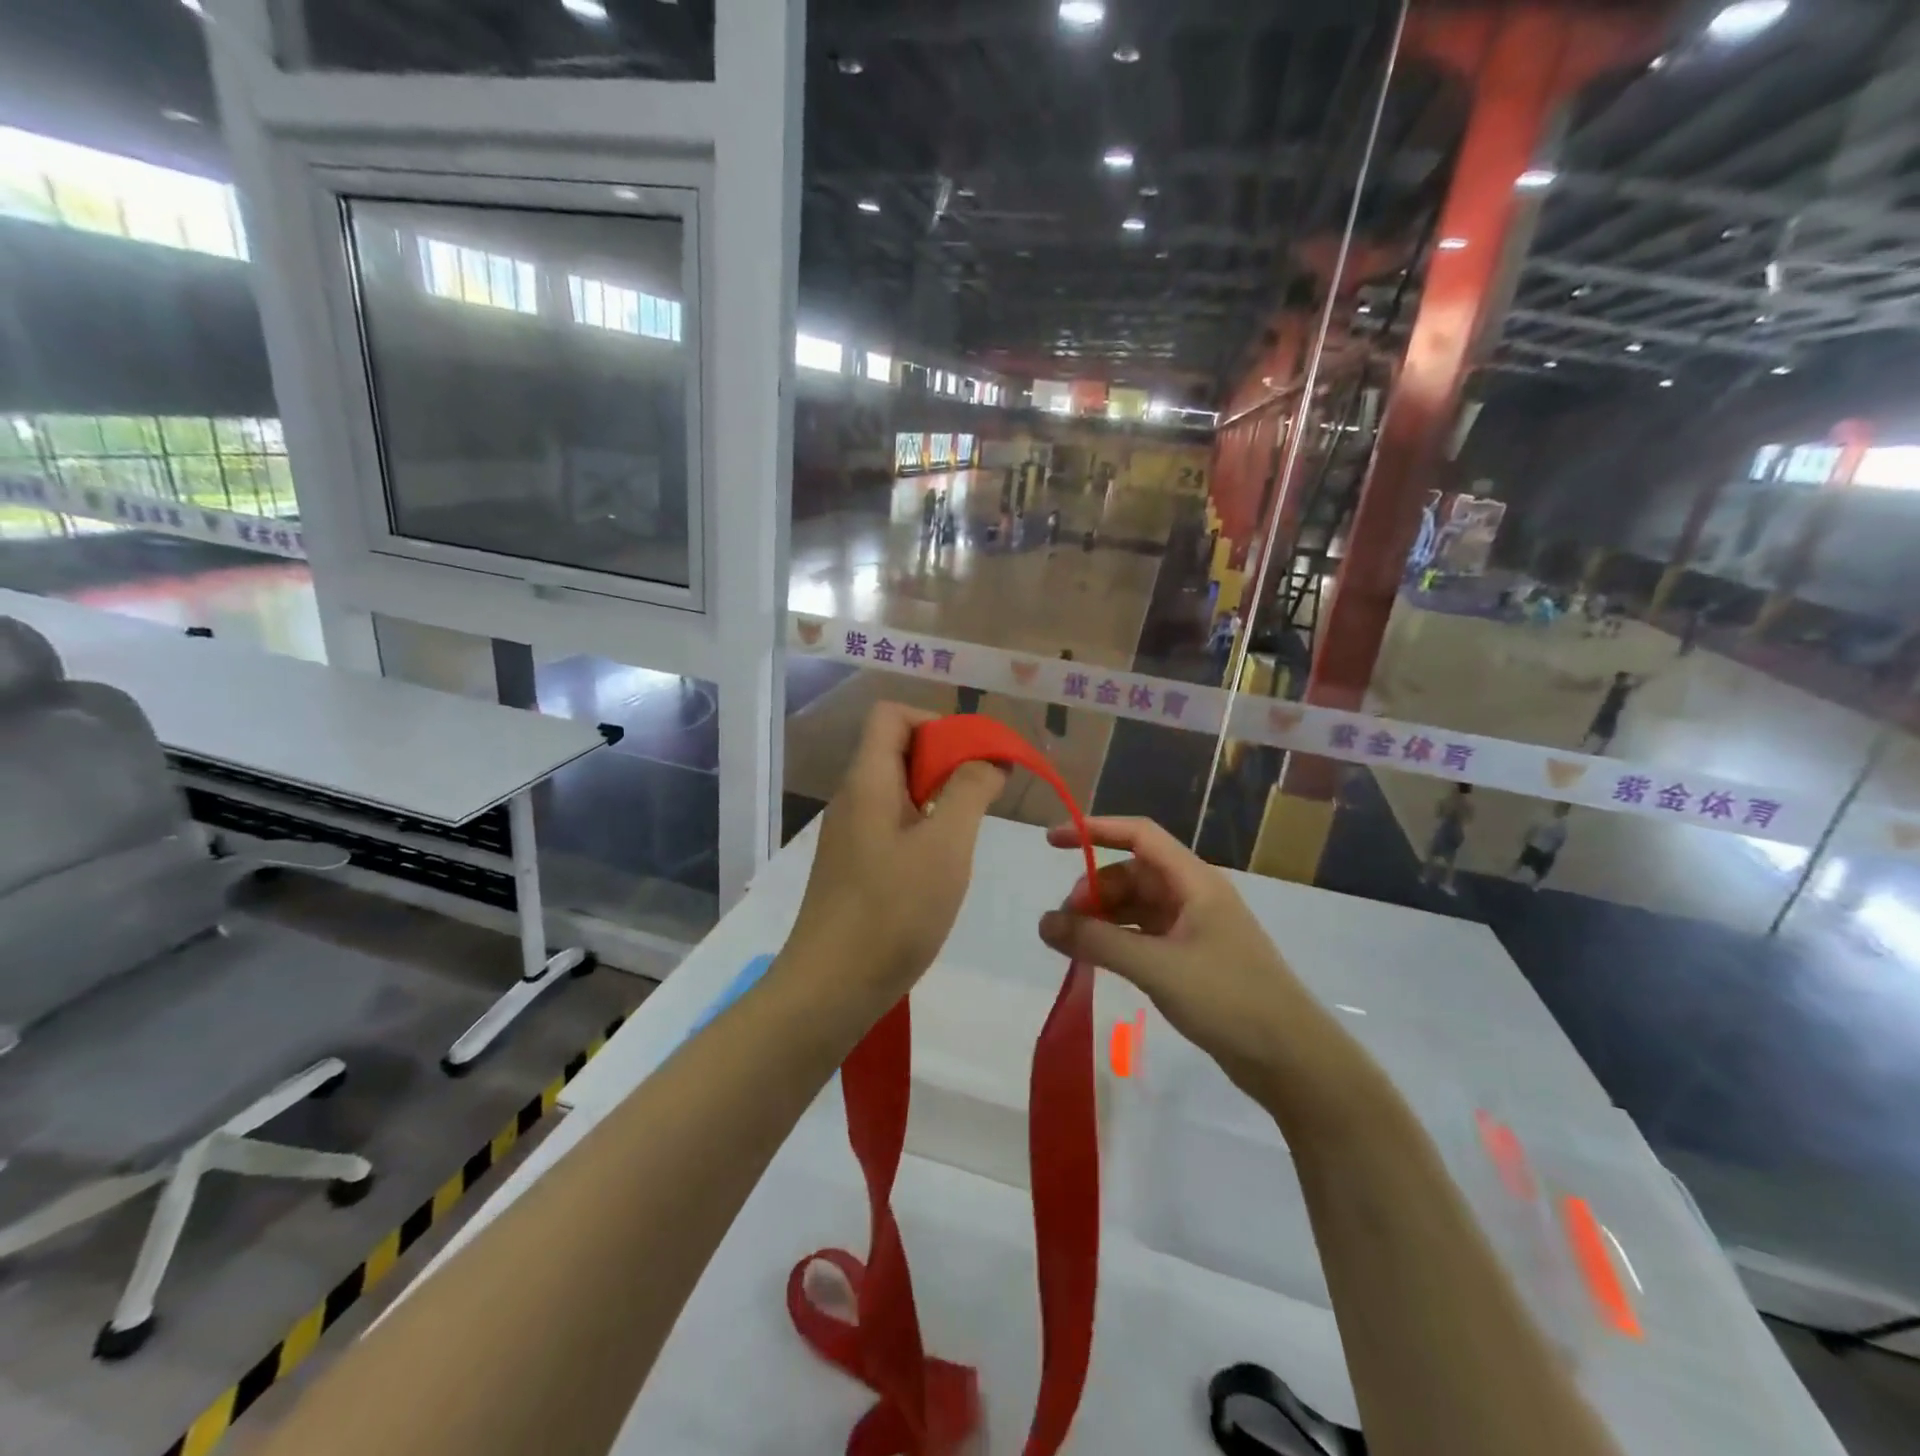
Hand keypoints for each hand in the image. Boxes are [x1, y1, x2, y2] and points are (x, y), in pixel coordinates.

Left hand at [787, 702, 1005, 1002]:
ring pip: (898, 789)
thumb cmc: (892, 911)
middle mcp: (853, 797)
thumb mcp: (945, 846)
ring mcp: (850, 833)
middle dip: (946, 761)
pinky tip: (943, 866)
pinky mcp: (854, 865)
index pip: (892, 715)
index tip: (973, 759)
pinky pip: (892, 824)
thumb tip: (988, 758)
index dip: (936, 723)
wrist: (831, 989)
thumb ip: (970, 791)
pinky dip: (924, 828)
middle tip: (982, 798)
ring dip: (939, 797)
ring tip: (967, 834)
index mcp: (867, 780)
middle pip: (898, 749)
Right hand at [1037, 817, 1349, 1107]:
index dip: (1095, 830)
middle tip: (1067, 922)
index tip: (1052, 841)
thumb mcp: (1157, 966)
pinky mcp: (1192, 958)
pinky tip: (1097, 958)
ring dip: (1103, 916)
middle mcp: (1193, 895)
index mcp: (1194, 881)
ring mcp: (1194, 927)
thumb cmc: (1228, 998)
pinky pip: (1144, 934)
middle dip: (1094, 888)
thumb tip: (1044, 923)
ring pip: (1136, 905)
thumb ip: (1097, 942)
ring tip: (1075, 944)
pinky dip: (1117, 939)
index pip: (1139, 835)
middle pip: (1132, 873)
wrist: (1291, 1058)